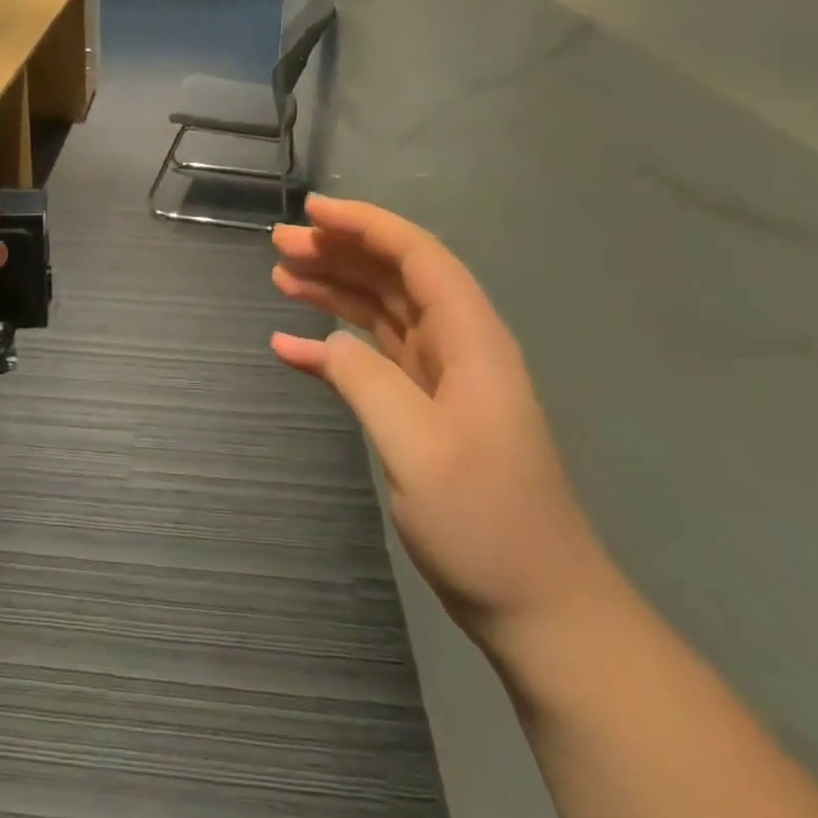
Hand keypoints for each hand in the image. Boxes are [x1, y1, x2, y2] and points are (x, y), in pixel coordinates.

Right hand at [270, 194, 607, 647]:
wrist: (538, 606)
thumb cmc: (486, 523)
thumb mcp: (418, 447)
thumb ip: (366, 380)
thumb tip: (324, 340)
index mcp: (470, 339)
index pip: (417, 256)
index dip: (366, 225)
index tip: (312, 211)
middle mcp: (457, 346)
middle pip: (394, 277)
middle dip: (340, 252)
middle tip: (280, 244)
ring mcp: (440, 379)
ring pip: (380, 312)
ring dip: (333, 289)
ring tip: (280, 275)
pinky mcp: (423, 410)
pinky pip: (370, 360)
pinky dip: (330, 348)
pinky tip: (289, 346)